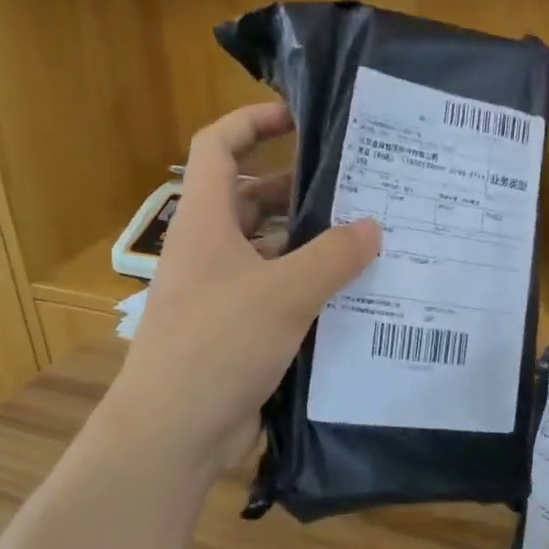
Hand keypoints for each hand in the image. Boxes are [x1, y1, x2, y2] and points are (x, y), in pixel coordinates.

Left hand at [99, 103, 379, 477]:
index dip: (252, 121)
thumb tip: (374, 226)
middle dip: (298, 187)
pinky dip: (307, 285)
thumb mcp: (285, 292)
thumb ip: (334, 255)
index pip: (218, 146)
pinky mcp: (236, 328)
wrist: (174, 430)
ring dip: (309, 241)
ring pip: (268, 248)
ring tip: (366, 237)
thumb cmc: (219, 344)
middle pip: (251, 198)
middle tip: (356, 186)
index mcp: (206, 222)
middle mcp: (210, 249)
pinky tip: (350, 293)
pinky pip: (276, 291)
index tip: (298, 117)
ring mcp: (221, 291)